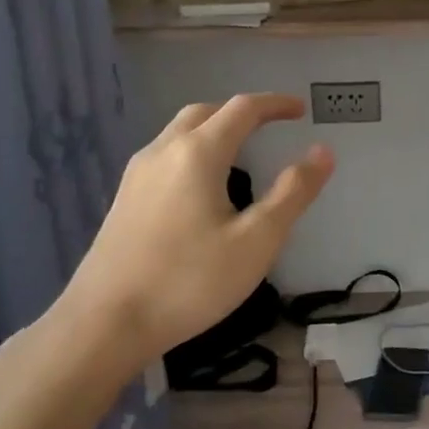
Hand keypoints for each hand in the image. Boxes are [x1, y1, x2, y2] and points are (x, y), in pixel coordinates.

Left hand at [58, 94, 333, 358]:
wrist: (105, 323)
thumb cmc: (190, 281)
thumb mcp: (257, 241)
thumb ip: (292, 193)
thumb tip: (322, 151)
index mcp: (198, 154)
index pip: (242, 110)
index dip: (274, 105)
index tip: (299, 110)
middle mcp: (163, 152)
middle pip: (205, 113)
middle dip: (241, 112)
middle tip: (271, 124)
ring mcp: (136, 175)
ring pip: (179, 133)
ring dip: (213, 129)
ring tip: (240, 150)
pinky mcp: (123, 200)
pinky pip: (164, 156)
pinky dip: (193, 151)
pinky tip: (201, 185)